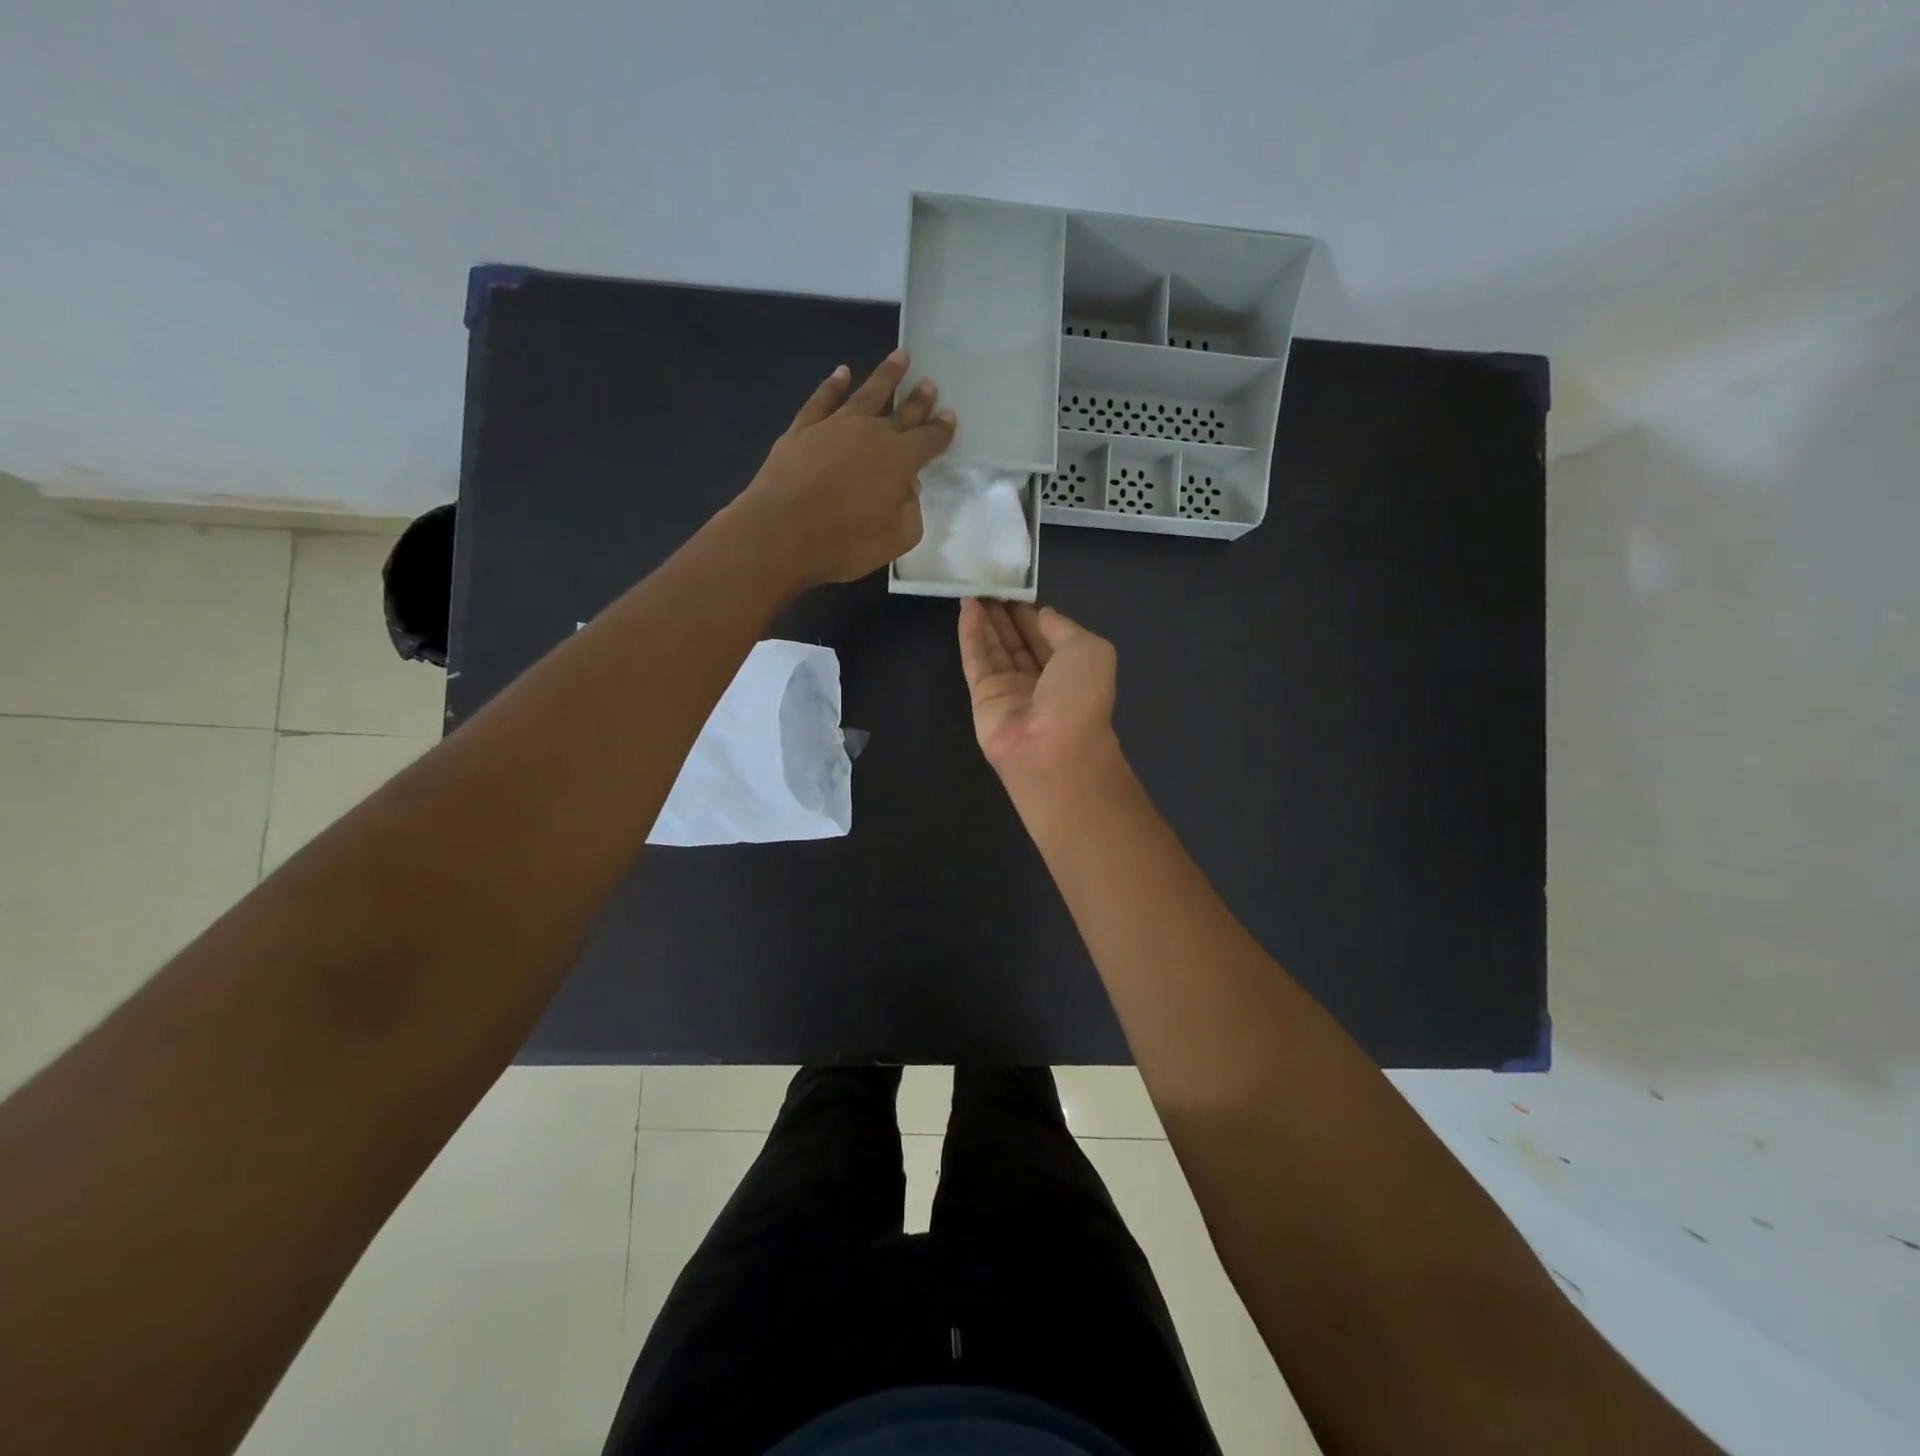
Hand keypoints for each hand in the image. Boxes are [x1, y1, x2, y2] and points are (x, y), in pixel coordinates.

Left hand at [733, 350, 955, 587]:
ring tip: (899, 357)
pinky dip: (833, 385)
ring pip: (866, 393)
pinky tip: (841, 373)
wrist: (782, 532)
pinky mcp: (802, 430)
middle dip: (918, 399)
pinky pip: (822, 399)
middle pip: (902, 411)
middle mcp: (872, 433)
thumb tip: (907, 489)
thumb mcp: (896, 539)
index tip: (950, 415)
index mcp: (900, 460)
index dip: (941, 429)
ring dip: (886, 375)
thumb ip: (910, 512)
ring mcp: (835, 426)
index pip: (928, 439)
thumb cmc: (845, 541)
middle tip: (929, 383)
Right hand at [958, 599, 1120, 792]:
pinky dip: (970, 633)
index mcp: (1070, 671)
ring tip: (974, 587)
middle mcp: (1039, 681)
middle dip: (1005, 614)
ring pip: (994, 647)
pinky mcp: (982, 698)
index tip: (1016, 587)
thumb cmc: (1079, 697)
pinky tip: (965, 606)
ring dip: (985, 618)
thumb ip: (1063, 628)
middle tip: (989, 582)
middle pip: (1017, 641)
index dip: (1031, 612)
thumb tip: (1042, 614)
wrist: (1053, 749)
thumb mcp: (1089, 649)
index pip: (1046, 636)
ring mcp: (1009, 690)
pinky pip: (975, 660)